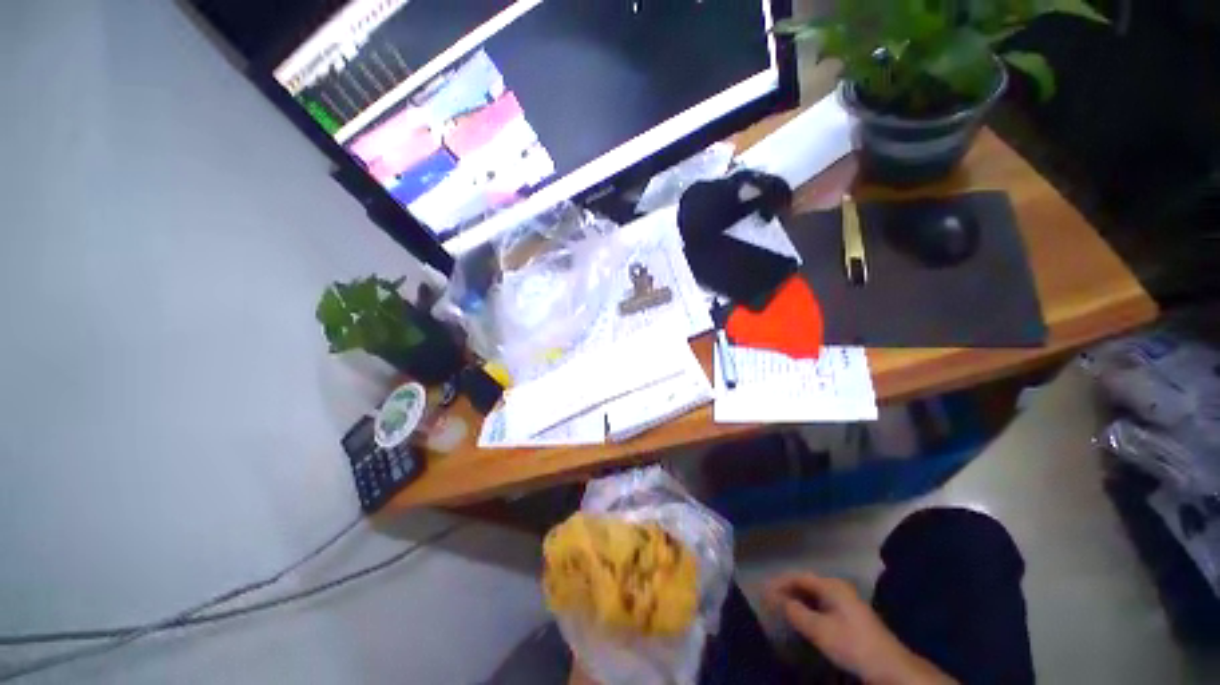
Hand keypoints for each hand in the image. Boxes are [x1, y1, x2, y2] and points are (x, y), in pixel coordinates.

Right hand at [764, 573, 955, 684]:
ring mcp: (847, 602)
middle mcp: (839, 588)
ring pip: (814, 595)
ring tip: (781, 608)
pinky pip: (822, 605)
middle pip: (807, 583)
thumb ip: (796, 612)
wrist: (889, 667)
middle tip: (769, 599)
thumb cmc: (852, 644)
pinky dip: (808, 608)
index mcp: (832, 585)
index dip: (780, 582)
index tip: (763, 589)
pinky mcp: (851, 616)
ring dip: (797, 600)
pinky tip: (802, 618)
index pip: (799, 576)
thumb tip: (776, 599)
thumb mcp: (820, 630)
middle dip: (787, 590)